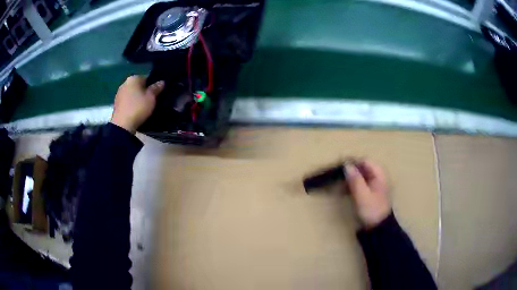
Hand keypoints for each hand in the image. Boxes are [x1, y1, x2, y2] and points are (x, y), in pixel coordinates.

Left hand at [111, 76, 164, 133]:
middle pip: (138, 85)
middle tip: (151, 101)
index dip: (153, 85)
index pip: (147, 78)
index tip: (157, 94)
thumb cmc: (138, 108)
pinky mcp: (116, 104)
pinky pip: (127, 101)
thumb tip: (161, 82)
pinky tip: (135, 111)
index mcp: (133, 78)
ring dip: (137, 98)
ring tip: (144, 107)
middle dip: (144, 91)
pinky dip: (131, 104)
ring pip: (132, 93)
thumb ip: (156, 88)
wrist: (122, 125)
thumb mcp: (151, 98)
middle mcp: (124, 83)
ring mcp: (119, 93)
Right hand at [345, 160, 391, 229]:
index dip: (353, 162)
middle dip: (351, 171)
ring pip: (361, 177)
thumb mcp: (362, 195)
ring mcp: (374, 186)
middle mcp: (378, 178)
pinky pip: (360, 185)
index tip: (340, 167)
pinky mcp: (370, 194)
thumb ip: (355, 179)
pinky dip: (352, 186)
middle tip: (338, 176)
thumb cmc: (372, 210)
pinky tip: (344, 191)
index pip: (365, 161)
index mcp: (379, 175)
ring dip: (350, 179)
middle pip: (363, 168)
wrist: (378, 228)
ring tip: (339, 184)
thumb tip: (346, 165)